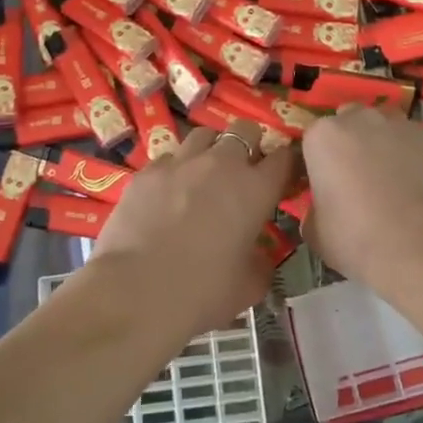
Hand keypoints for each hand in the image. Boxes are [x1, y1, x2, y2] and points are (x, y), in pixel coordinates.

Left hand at [91, 124, 296, 333]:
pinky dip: (175, 169)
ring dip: (211, 150)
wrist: (136, 291)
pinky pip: (169, 158)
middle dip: (249, 145)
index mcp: (255, 189)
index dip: (286, 166)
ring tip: (204, 175)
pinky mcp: (146, 172)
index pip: (284, 158)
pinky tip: (168, 192)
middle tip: (243, 174)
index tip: (282, 181)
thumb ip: (261, 262)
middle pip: (245, 130)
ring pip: (204, 135)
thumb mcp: (249, 286)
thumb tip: (256, 254)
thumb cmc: (202, 292)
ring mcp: (180, 163)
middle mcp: (221, 164)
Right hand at [301, 105, 422, 286]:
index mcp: (323, 136)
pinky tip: (420, 187)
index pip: (313, 138)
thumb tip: (323, 208)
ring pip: (387, 126)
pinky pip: (417, 143)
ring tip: (392, 180)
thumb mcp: (315, 231)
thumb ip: (314, 208)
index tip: (324, 184)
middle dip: (352, 141)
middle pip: (351, 120)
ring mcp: (400, 126)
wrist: (419, 244)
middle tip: (357, 178)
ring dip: (384, 144)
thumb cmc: (356, 237)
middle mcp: (360, 119)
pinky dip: (415, 158)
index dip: (319, 161)